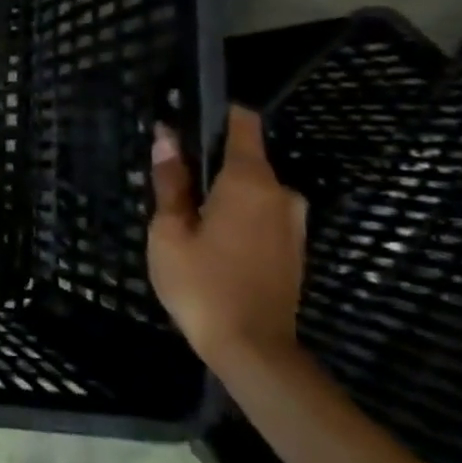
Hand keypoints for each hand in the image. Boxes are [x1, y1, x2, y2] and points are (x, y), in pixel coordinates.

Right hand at [149, 106, 306, 364]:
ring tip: (185, 220)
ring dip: (221, 195)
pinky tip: (209, 242)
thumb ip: (170, 182)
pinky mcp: (294, 248)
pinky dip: (235, 216)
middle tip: (170, 188)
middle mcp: (282, 194)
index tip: (185, 120)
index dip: (216, 114)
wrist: (252, 348)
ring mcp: (293, 223)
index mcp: (250, 182)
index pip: (243, 124)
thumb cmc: (201, 283)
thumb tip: (167, 138)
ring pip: (251, 190)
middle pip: (243, 160)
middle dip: (208, 166)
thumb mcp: (169, 231)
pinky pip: (260, 214)